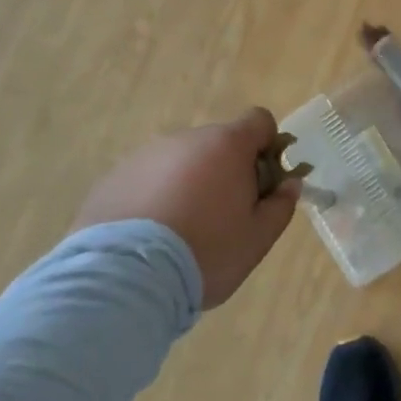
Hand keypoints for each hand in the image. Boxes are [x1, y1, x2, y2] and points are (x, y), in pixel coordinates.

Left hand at [73, 108, 300, 307]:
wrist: (122, 279)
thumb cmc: (205, 252)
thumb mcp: (257, 238)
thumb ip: (281, 205)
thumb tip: (289, 184)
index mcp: (227, 145)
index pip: (259, 121)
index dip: (268, 146)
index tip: (263, 181)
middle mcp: (185, 139)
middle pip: (217, 144)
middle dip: (226, 170)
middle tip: (223, 216)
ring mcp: (144, 157)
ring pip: (180, 162)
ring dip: (188, 184)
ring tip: (179, 232)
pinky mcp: (111, 180)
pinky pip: (146, 181)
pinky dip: (154, 198)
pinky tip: (148, 238)